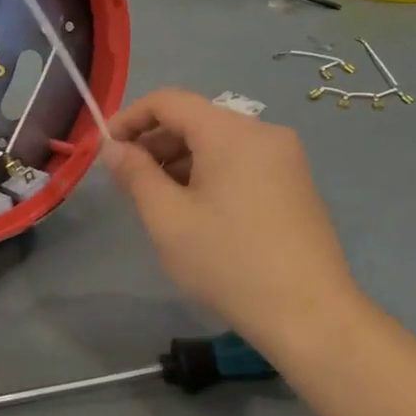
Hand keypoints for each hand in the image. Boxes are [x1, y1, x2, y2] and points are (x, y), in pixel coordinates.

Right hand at [105, 89, 365, 356]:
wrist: (310, 315)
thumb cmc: (229, 262)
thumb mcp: (168, 219)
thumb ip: (135, 175)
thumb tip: (113, 147)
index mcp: (231, 132)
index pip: (169, 101)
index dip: (130, 118)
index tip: (105, 149)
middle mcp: (263, 132)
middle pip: (196, 119)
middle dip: (155, 143)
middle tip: (127, 182)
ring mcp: (285, 158)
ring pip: (219, 143)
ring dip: (181, 161)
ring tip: (158, 202)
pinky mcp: (296, 184)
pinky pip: (242, 163)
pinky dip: (211, 174)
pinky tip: (197, 212)